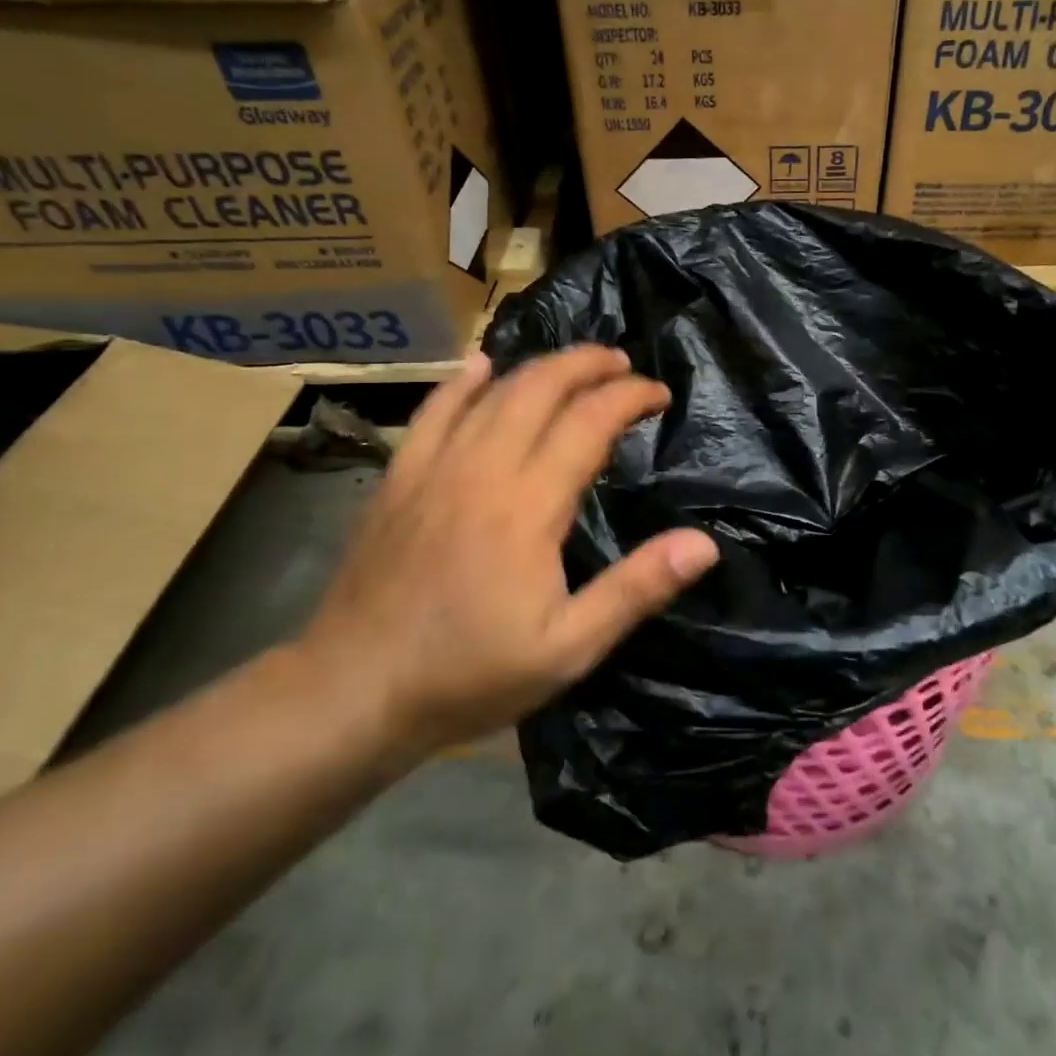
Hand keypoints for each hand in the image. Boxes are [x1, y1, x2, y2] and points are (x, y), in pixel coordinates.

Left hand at [300, 347, 718, 760]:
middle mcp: (483, 468)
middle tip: (623, 363)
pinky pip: (434, 410)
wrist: (352, 692)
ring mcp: (434, 467)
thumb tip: (703, 544)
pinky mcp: (399, 477)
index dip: (630, 396)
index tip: (659, 395)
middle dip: (588, 365)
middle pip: (542, 388)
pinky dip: (463, 382)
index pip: (590, 421)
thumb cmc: (471, 673)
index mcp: (529, 504)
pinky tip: (481, 365)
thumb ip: (637, 589)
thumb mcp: (570, 648)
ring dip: (541, 367)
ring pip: (494, 391)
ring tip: (575, 364)